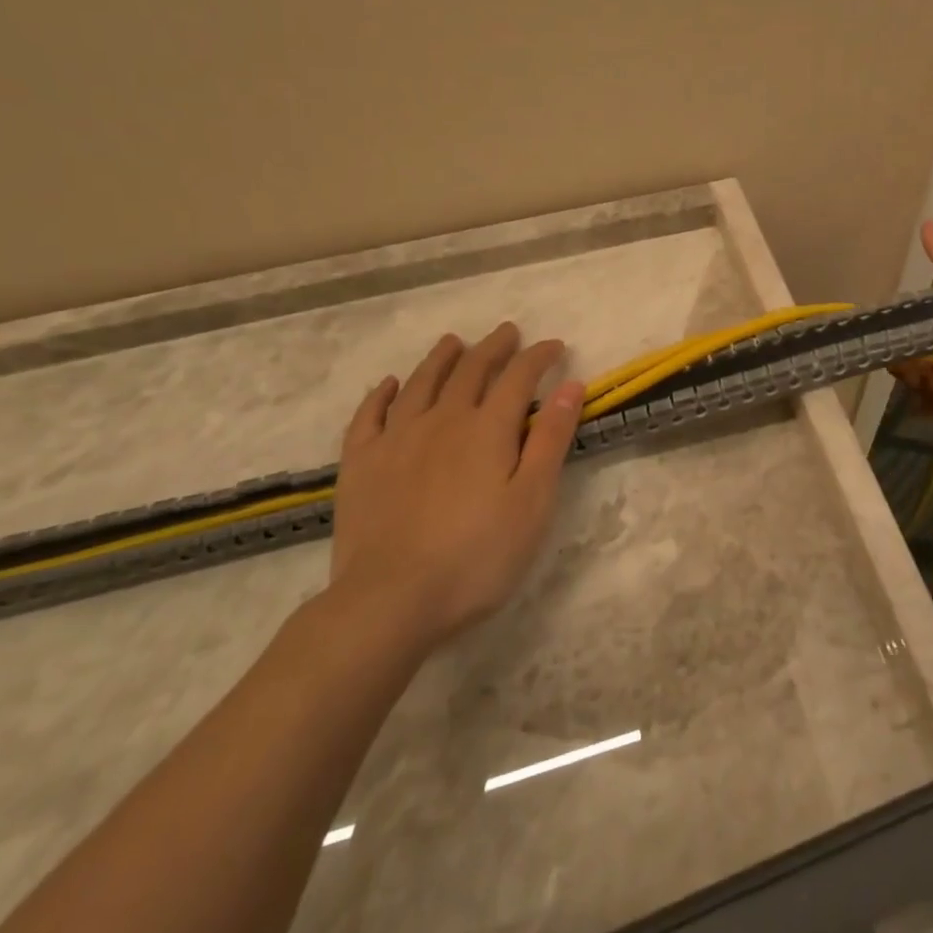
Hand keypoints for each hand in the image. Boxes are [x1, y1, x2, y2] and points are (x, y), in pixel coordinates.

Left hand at [329, 323, 584, 651]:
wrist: (390, 601)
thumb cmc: (476, 556)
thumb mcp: (532, 502)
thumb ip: (551, 440)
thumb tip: (571, 385)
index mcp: (487, 428)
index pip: (519, 376)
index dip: (539, 356)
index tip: (554, 346)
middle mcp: (442, 419)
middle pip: (471, 369)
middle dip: (493, 347)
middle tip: (507, 332)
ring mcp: (396, 438)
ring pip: (421, 382)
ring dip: (441, 357)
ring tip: (453, 342)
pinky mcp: (361, 463)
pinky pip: (369, 414)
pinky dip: (381, 394)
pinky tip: (389, 385)